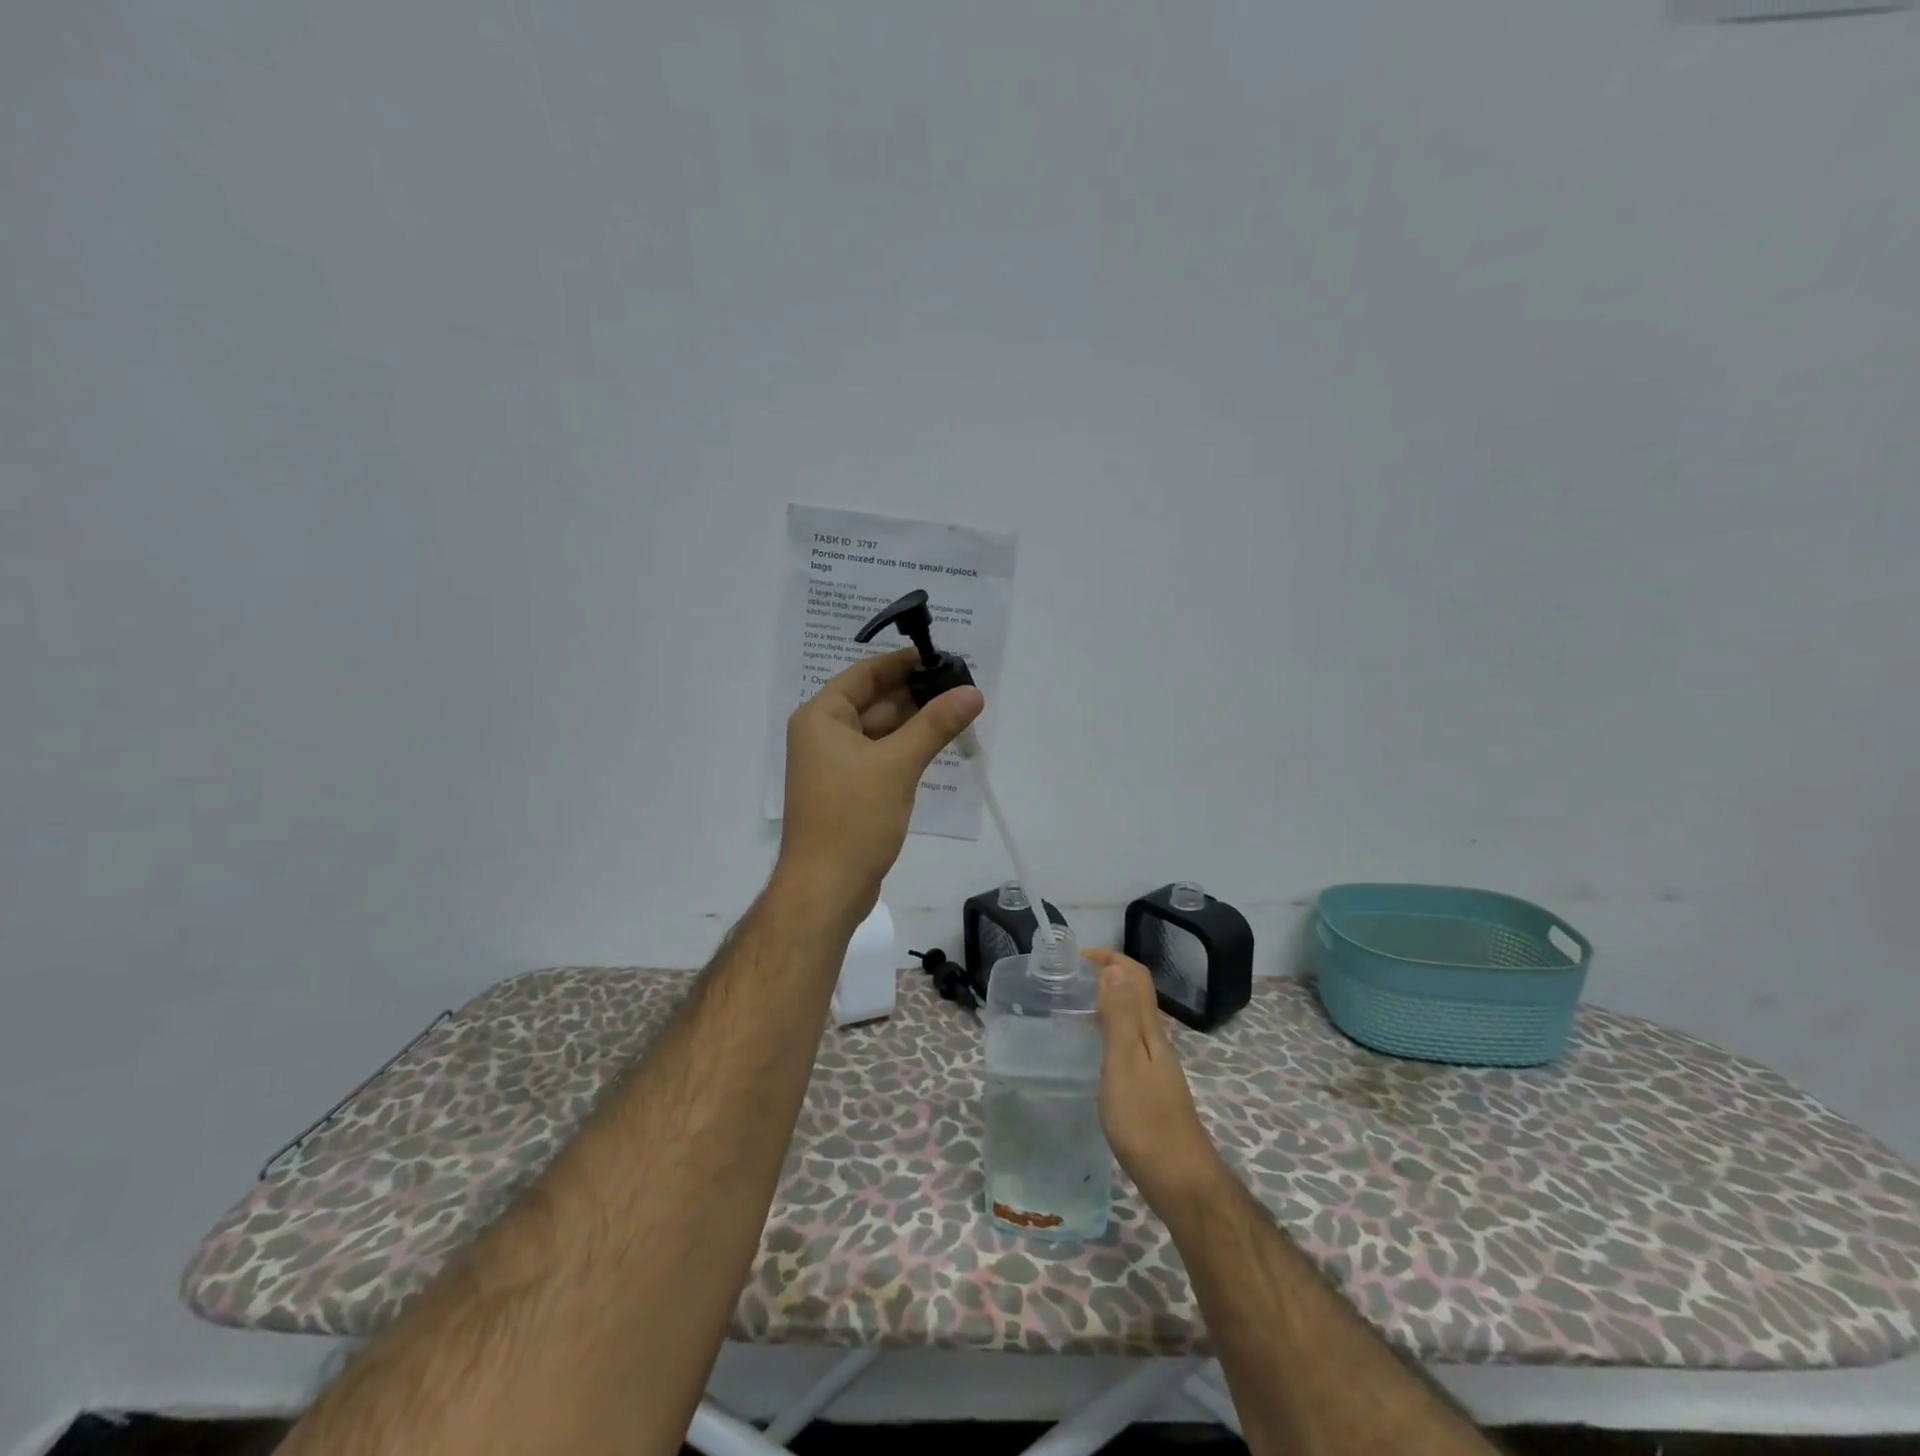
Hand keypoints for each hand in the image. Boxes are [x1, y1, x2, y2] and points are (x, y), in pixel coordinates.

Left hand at [779, 647, 984, 917]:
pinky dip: (907, 750)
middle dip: (915, 695)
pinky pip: (881, 758)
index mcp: (821, 718)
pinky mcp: (849, 792)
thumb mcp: (898, 764)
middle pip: (874, 703)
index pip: (864, 674)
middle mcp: (823, 736)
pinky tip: (939, 747)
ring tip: (959, 712)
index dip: (901, 663)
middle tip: (961, 686)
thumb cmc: (853, 817)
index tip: (940, 656)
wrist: (826, 887)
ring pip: (880, 733)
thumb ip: (935, 724)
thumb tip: (972, 692)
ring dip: (915, 724)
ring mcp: (835, 766)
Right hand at [1089, 949, 1229, 1213]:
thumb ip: (1120, 1017)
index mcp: (1150, 1032)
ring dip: (1109, 1004)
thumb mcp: (1124, 1064)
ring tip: (1074, 1010)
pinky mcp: (1151, 1091)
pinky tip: (1092, 1053)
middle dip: (1108, 977)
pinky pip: (1130, 1045)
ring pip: (1134, 1021)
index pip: (1137, 978)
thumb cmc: (1146, 1122)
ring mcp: (1156, 1068)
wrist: (1181, 1183)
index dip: (1112, 958)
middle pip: (1137, 995)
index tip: (1078, 957)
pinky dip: (1110, 1032)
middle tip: (1070, 981)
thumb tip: (1114, 968)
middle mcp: (1157, 1043)